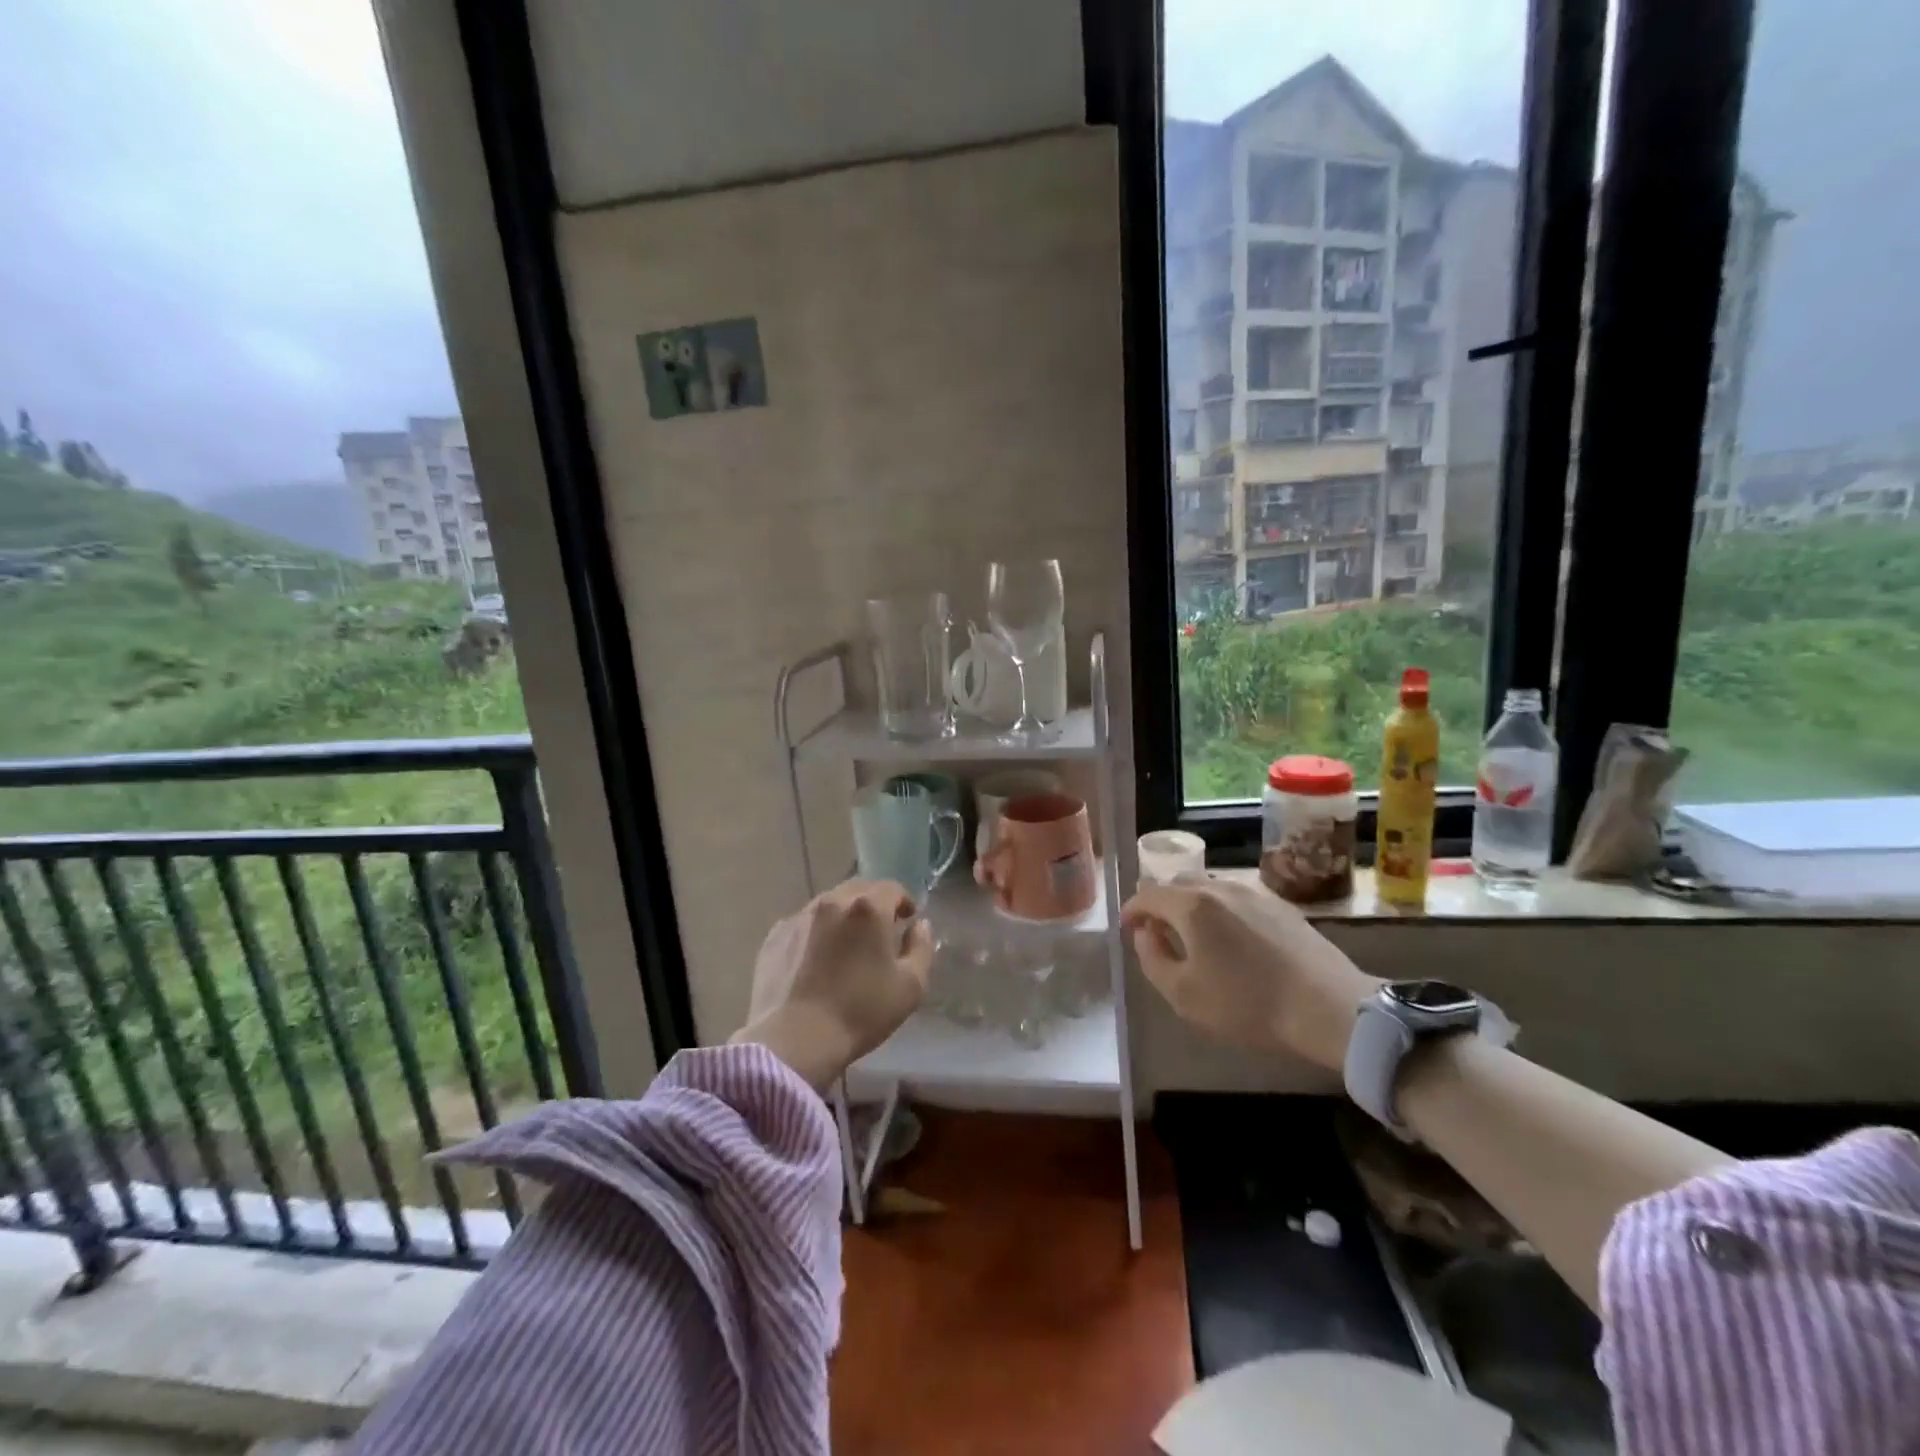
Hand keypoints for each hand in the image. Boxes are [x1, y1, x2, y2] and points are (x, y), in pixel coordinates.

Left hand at [730, 880, 933, 1090]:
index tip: (908, 919)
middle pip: (859, 890)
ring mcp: (799, 917)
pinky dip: (815, 933)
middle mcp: (832, 902)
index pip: (892, 888)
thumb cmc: (861, 1012)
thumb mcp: (911, 986)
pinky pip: (803, 924)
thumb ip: (922, 947)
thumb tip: (920, 925)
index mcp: (868, 908)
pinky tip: (816, 961)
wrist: (795, 1040)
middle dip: (873, 904)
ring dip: (843, 917)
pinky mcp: (775, 936)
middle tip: (879, 931)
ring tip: (846, 946)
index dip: (904, 901)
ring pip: (829, 905)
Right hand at [1121, 875, 1380, 1070]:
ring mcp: (1254, 893)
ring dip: (1192, 904)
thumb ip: (1152, 958)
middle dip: (1161, 903)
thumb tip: (1145, 934)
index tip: (1128, 929)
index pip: (1147, 894)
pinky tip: (1232, 940)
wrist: (1329, 1007)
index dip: (1131, 910)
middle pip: (1178, 883)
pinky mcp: (1281, 906)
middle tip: (1158, 932)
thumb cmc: (1247, 1004)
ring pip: (1210, 888)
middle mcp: (1220, 888)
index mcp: (1191, 905)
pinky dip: (1221, 910)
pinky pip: (1237, 898)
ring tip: (1195, 936)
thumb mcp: (1183, 994)